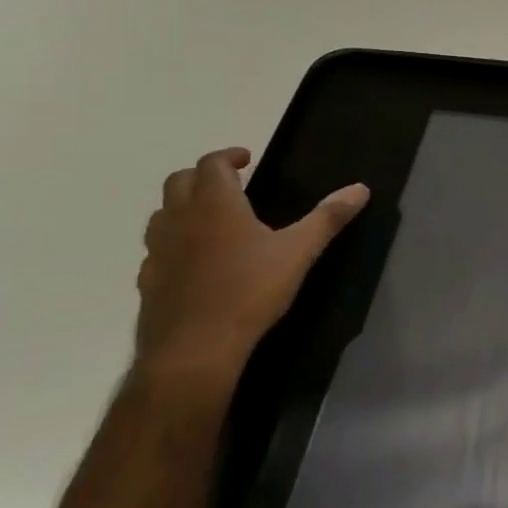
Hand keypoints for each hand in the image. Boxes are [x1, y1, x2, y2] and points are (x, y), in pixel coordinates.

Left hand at [134, 147, 368, 395]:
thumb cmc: (248, 292)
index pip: (212, 163)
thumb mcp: (298, 252)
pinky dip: (174, 244)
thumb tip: (360, 188)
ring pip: (162, 214)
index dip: (229, 156)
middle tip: (230, 185)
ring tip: (211, 220)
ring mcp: (158, 251)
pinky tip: (194, 263)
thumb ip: (327, 218)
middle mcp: (180, 219)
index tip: (247, 159)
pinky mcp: (148, 282)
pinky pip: (156, 251)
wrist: (193, 351)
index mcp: (215, 204)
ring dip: (183, 207)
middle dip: (203, 176)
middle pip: (180, 181)